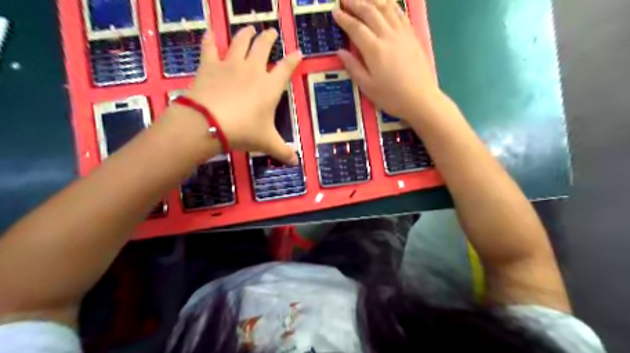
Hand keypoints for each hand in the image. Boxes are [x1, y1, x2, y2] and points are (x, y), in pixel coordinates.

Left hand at [185, 28, 300, 164]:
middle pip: (263, 46)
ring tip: (249, 28)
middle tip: (271, 32)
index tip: (298, 52)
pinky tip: (209, 32)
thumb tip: (296, 162)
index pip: (286, 67)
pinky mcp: (210, 65)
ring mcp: (230, 64)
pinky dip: (209, 38)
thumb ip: (283, 151)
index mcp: (270, 86)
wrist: (209, 123)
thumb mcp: (267, 143)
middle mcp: (253, 70)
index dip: (293, 59)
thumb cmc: (244, 131)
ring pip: (240, 41)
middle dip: (269, 38)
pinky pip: (209, 47)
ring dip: (246, 33)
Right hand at [331, 0, 444, 121]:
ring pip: (386, 8)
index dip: (344, 18)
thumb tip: (340, 51)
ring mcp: (402, 33)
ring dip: (371, 0)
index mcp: (374, 50)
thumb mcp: (367, 87)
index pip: (356, 28)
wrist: (420, 99)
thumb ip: (353, 67)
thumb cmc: (391, 96)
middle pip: (370, 12)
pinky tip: (384, 3)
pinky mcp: (412, 35)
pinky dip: (390, 5)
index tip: (335, 11)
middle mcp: (388, 36)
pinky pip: (400, 13)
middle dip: (355, 3)